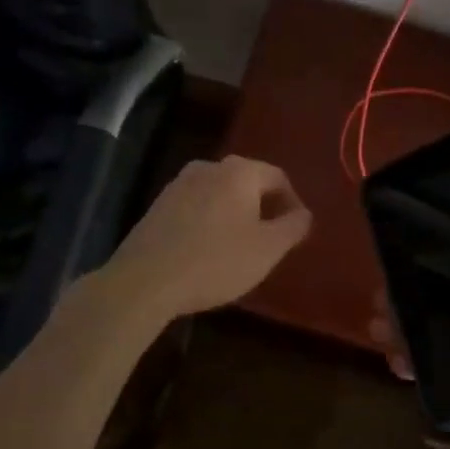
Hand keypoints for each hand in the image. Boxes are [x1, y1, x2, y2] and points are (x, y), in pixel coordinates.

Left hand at [104, 156, 312, 321]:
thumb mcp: (268, 249)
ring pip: (219, 194)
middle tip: (270, 240)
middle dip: (263, 208)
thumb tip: (304, 214)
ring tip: (239, 248)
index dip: (293, 203)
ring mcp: (178, 184)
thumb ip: (293, 227)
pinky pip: (196, 207)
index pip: (278, 177)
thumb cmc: (216, 261)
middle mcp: (208, 167)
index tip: (295, 231)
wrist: (145, 281)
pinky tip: (207, 251)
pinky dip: (209, 222)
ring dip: (234, 215)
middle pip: (247, 182)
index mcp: (239, 171)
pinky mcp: (158, 205)